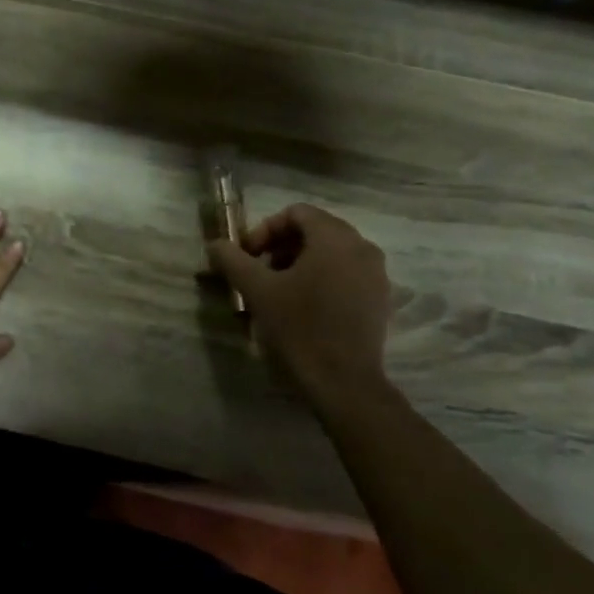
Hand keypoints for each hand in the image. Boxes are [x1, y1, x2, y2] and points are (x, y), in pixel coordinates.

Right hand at [207, 203, 392, 410]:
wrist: (343, 380)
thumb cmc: (299, 327)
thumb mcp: (257, 290)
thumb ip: (233, 260)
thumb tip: (215, 244)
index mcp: (335, 239)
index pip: (296, 213)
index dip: (265, 229)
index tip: (247, 256)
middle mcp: (362, 247)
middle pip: (315, 230)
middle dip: (281, 246)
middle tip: (258, 272)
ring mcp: (376, 273)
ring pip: (331, 252)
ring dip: (299, 262)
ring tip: (278, 290)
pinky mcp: (379, 298)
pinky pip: (346, 272)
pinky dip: (321, 277)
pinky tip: (303, 306)